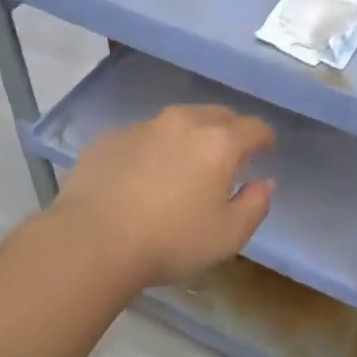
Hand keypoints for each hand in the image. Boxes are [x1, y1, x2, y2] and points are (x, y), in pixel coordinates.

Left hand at [49, 104, 274, 290]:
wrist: (91, 241)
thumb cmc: (170, 241)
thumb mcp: (228, 236)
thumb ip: (255, 205)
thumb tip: (264, 183)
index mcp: (219, 142)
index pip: (253, 127)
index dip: (263, 137)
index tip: (265, 148)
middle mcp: (183, 123)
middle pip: (216, 115)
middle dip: (228, 130)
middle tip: (227, 155)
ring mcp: (142, 127)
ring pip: (176, 122)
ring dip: (187, 137)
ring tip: (182, 165)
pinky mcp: (108, 138)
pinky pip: (141, 136)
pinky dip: (150, 149)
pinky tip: (140, 175)